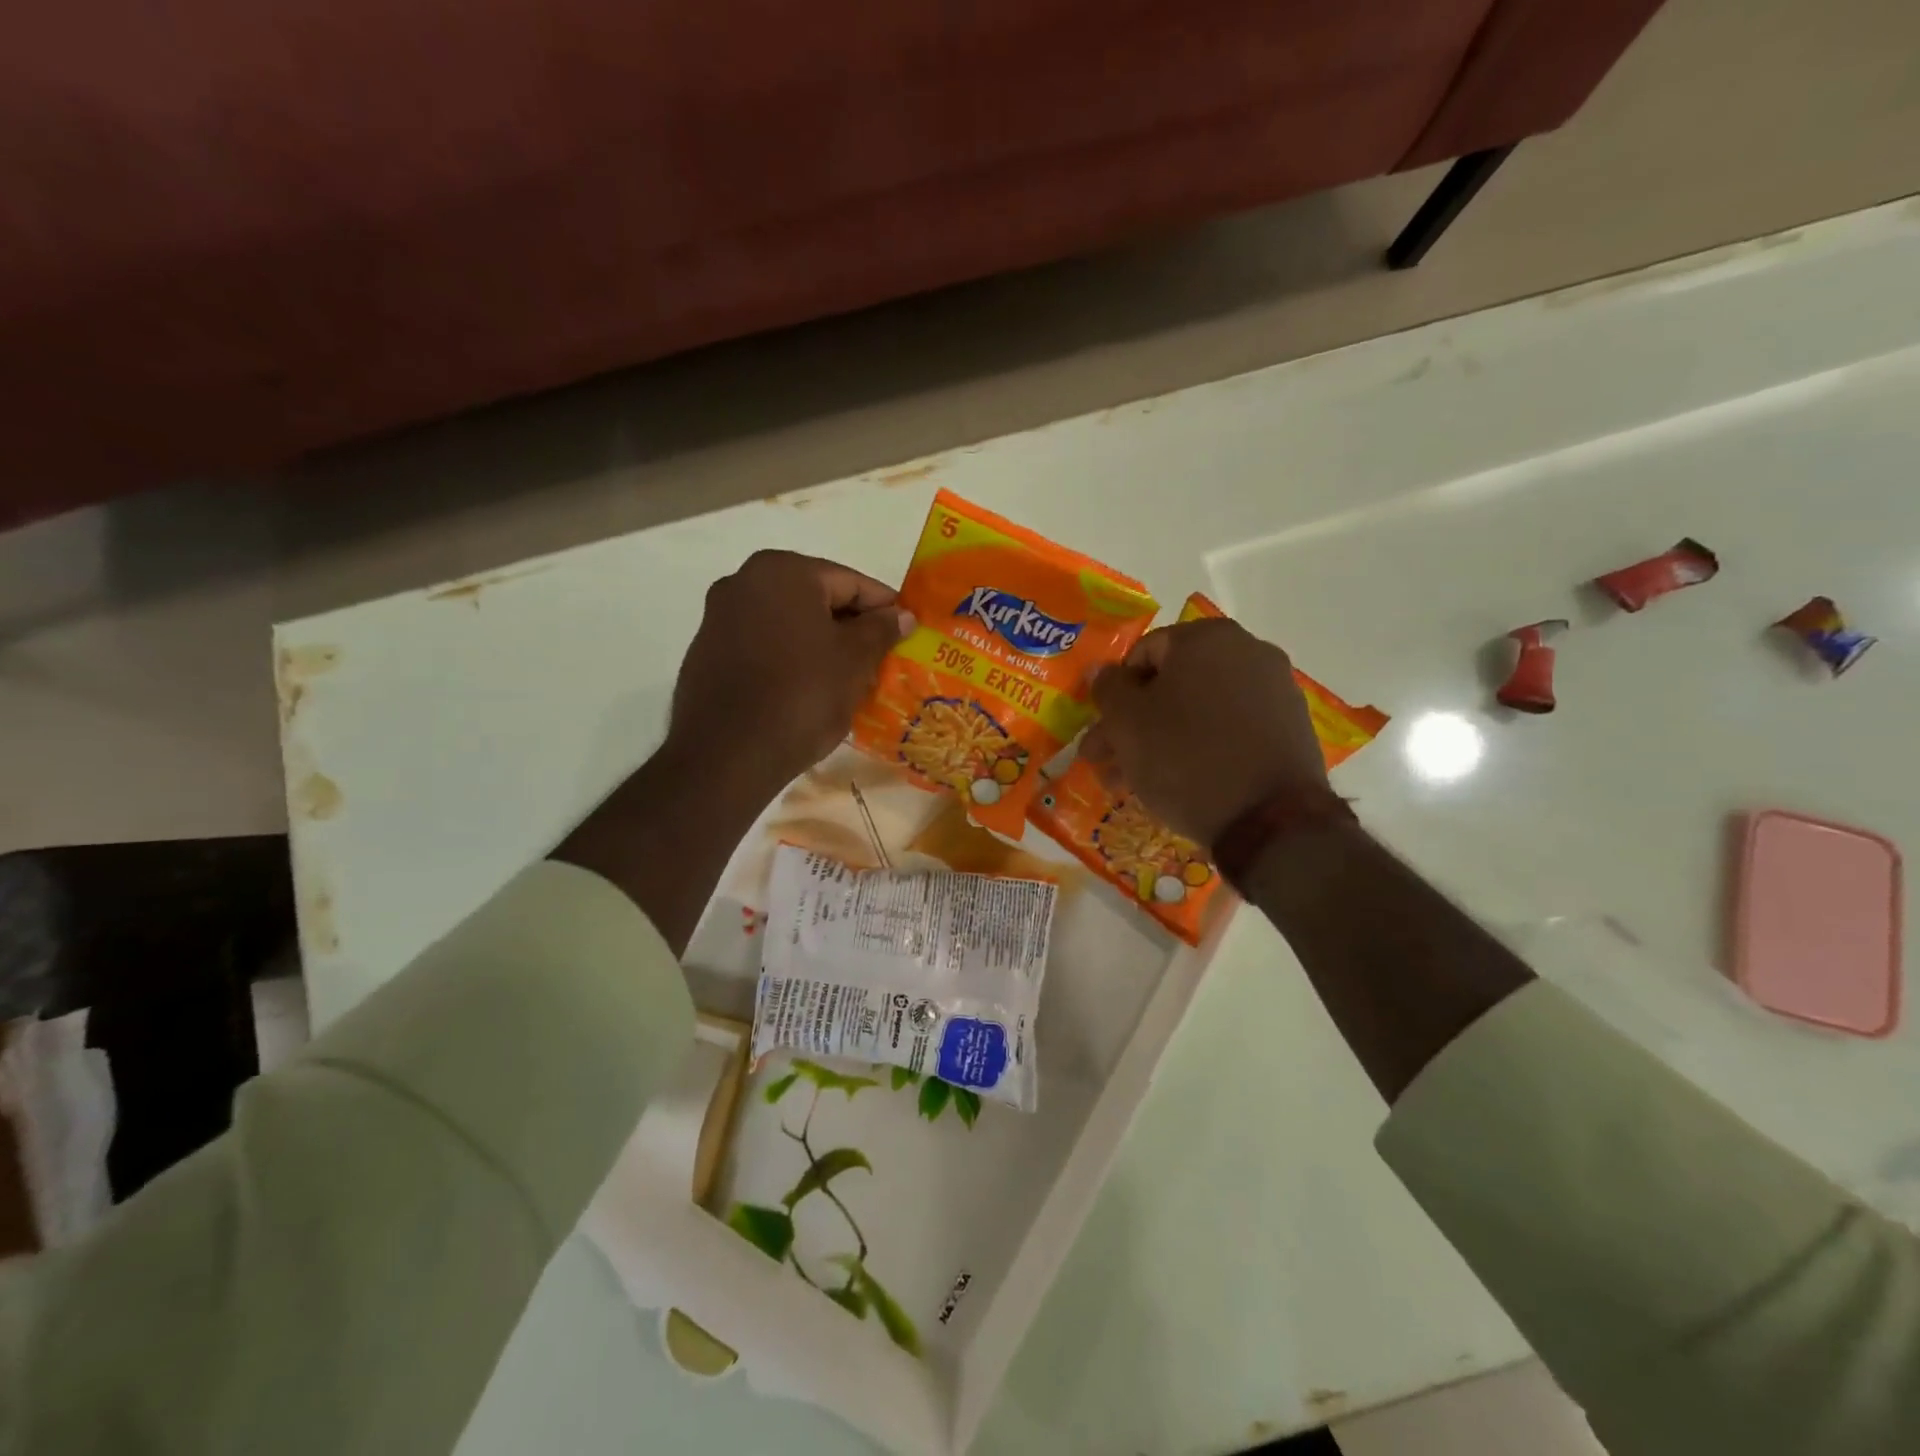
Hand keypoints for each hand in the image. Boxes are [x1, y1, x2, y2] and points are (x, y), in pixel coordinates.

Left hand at [663, 550, 912, 794]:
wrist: (727, 755)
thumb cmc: (801, 695)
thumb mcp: (854, 661)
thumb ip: (881, 629)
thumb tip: (901, 615)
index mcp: (783, 571)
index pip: (851, 582)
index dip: (884, 608)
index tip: (907, 633)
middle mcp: (744, 581)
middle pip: (816, 599)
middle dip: (850, 627)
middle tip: (881, 658)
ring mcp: (719, 617)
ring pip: (788, 624)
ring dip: (820, 643)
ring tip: (848, 678)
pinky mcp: (706, 653)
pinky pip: (762, 646)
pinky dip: (789, 659)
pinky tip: (807, 690)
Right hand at [1081, 617, 1327, 846]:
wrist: (1270, 820)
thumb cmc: (1184, 758)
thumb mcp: (1127, 722)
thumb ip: (1108, 688)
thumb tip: (1105, 672)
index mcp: (1206, 638)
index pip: (1143, 653)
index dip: (1116, 693)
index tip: (1103, 730)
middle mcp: (1248, 651)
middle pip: (1172, 685)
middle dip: (1134, 724)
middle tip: (1106, 761)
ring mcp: (1275, 690)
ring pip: (1199, 711)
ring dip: (1161, 740)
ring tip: (1132, 783)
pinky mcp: (1291, 729)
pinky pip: (1230, 730)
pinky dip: (1201, 748)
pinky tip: (1179, 783)